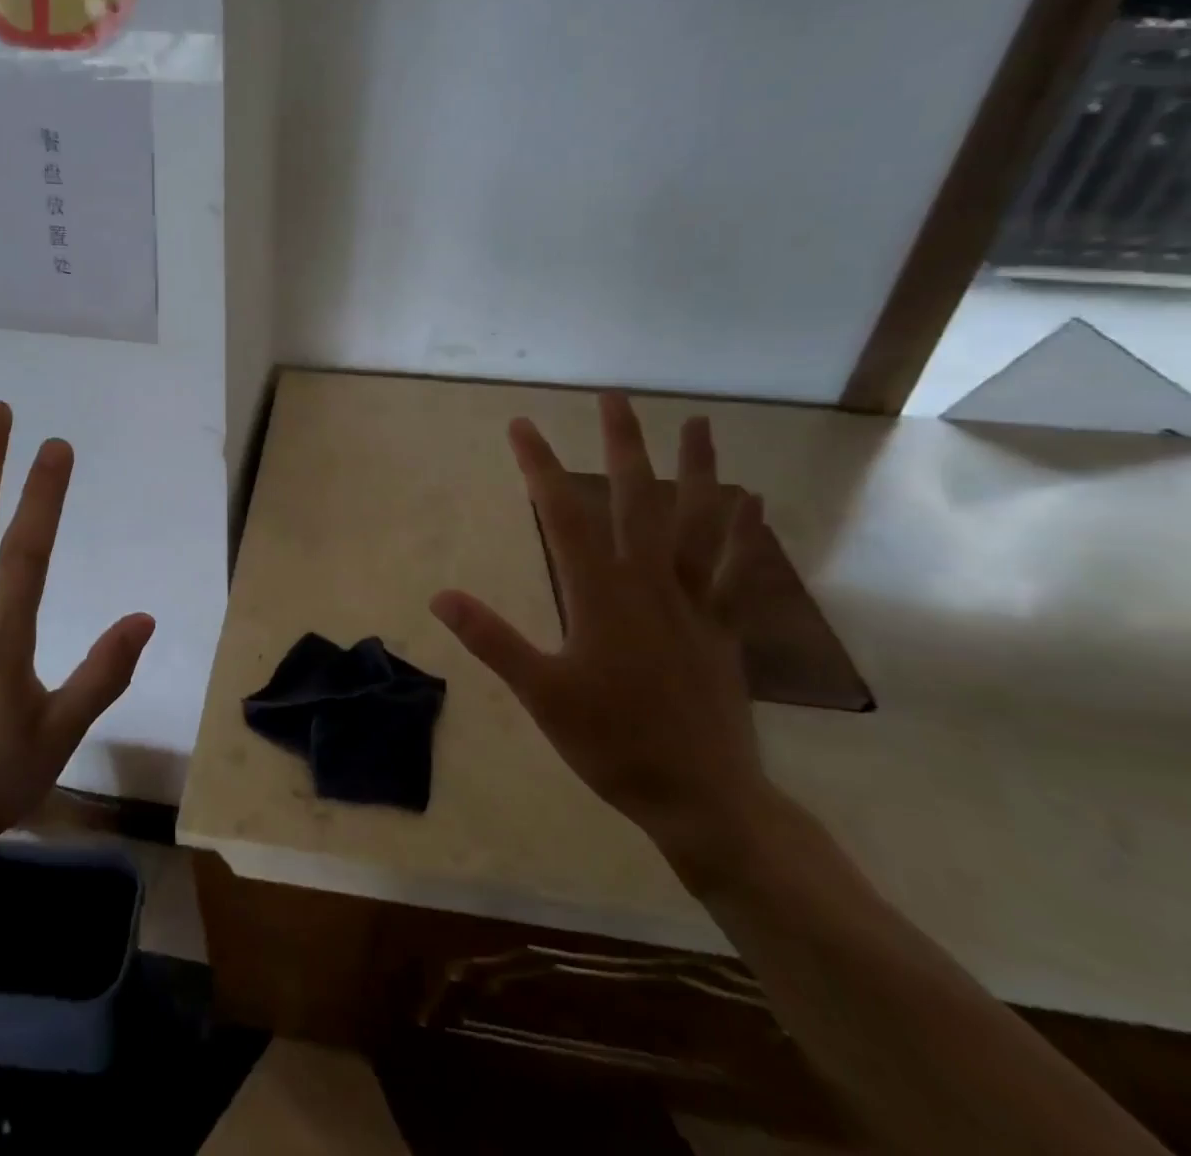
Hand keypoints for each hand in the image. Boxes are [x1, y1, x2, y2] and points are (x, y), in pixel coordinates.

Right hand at [431, 391, 774, 879]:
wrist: (702, 798)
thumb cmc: (612, 743)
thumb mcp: (539, 694)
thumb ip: (491, 639)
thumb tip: (440, 597)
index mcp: (599, 594)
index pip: (562, 515)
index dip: (540, 466)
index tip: (521, 425)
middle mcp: (649, 584)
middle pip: (635, 500)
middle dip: (622, 445)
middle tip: (615, 398)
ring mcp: (693, 603)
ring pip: (697, 523)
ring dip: (698, 471)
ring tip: (698, 424)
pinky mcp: (723, 628)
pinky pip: (738, 572)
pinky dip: (746, 536)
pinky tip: (755, 504)